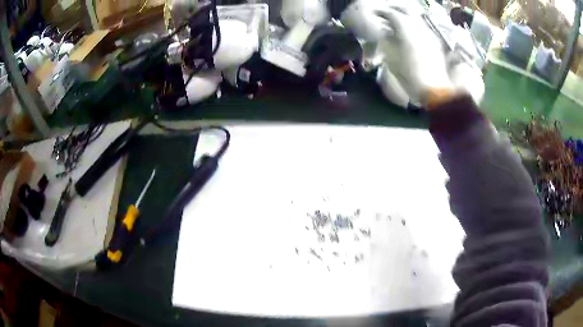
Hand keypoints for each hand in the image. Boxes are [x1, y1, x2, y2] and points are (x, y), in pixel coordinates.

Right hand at [375, 7, 452, 104]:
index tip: (373, 13)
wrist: (435, 90)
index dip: (381, 12)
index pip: (392, 14)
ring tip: (396, 21)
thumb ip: (386, 40)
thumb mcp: (391, 58)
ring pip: (416, 18)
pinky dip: (413, 25)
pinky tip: (409, 32)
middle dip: (394, 9)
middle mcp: (419, 28)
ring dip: (405, 16)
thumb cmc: (410, 75)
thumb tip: (383, 32)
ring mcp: (429, 35)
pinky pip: (422, 28)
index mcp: (406, 30)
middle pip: (406, 11)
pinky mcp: (434, 43)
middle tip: (385, 12)